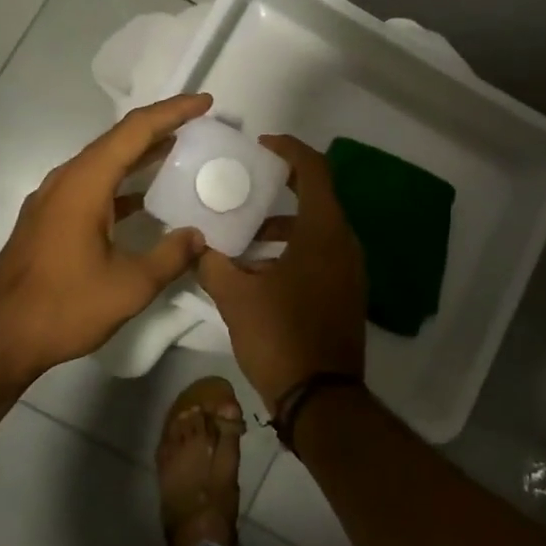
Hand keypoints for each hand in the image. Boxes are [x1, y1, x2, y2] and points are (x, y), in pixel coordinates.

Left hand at [0, 93, 213, 381]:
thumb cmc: (63, 307)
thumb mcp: (130, 286)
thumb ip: (170, 256)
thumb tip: (198, 236)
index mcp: (85, 184)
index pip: (135, 131)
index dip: (173, 112)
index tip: (205, 102)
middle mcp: (66, 180)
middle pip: (118, 139)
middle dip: (160, 126)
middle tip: (199, 123)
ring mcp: (54, 199)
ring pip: (104, 162)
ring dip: (141, 154)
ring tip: (180, 150)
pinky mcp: (50, 219)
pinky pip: (93, 184)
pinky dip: (123, 182)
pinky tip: (145, 197)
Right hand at [198, 135, 366, 406]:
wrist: (322, 399)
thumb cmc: (280, 336)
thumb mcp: (236, 297)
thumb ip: (212, 264)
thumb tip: (194, 245)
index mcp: (324, 232)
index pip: (314, 170)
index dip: (289, 150)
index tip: (262, 146)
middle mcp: (344, 243)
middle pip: (316, 197)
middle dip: (281, 187)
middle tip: (246, 184)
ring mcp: (350, 270)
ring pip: (317, 229)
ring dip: (283, 225)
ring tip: (244, 233)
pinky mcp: (346, 292)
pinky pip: (321, 253)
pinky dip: (293, 248)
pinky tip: (259, 269)